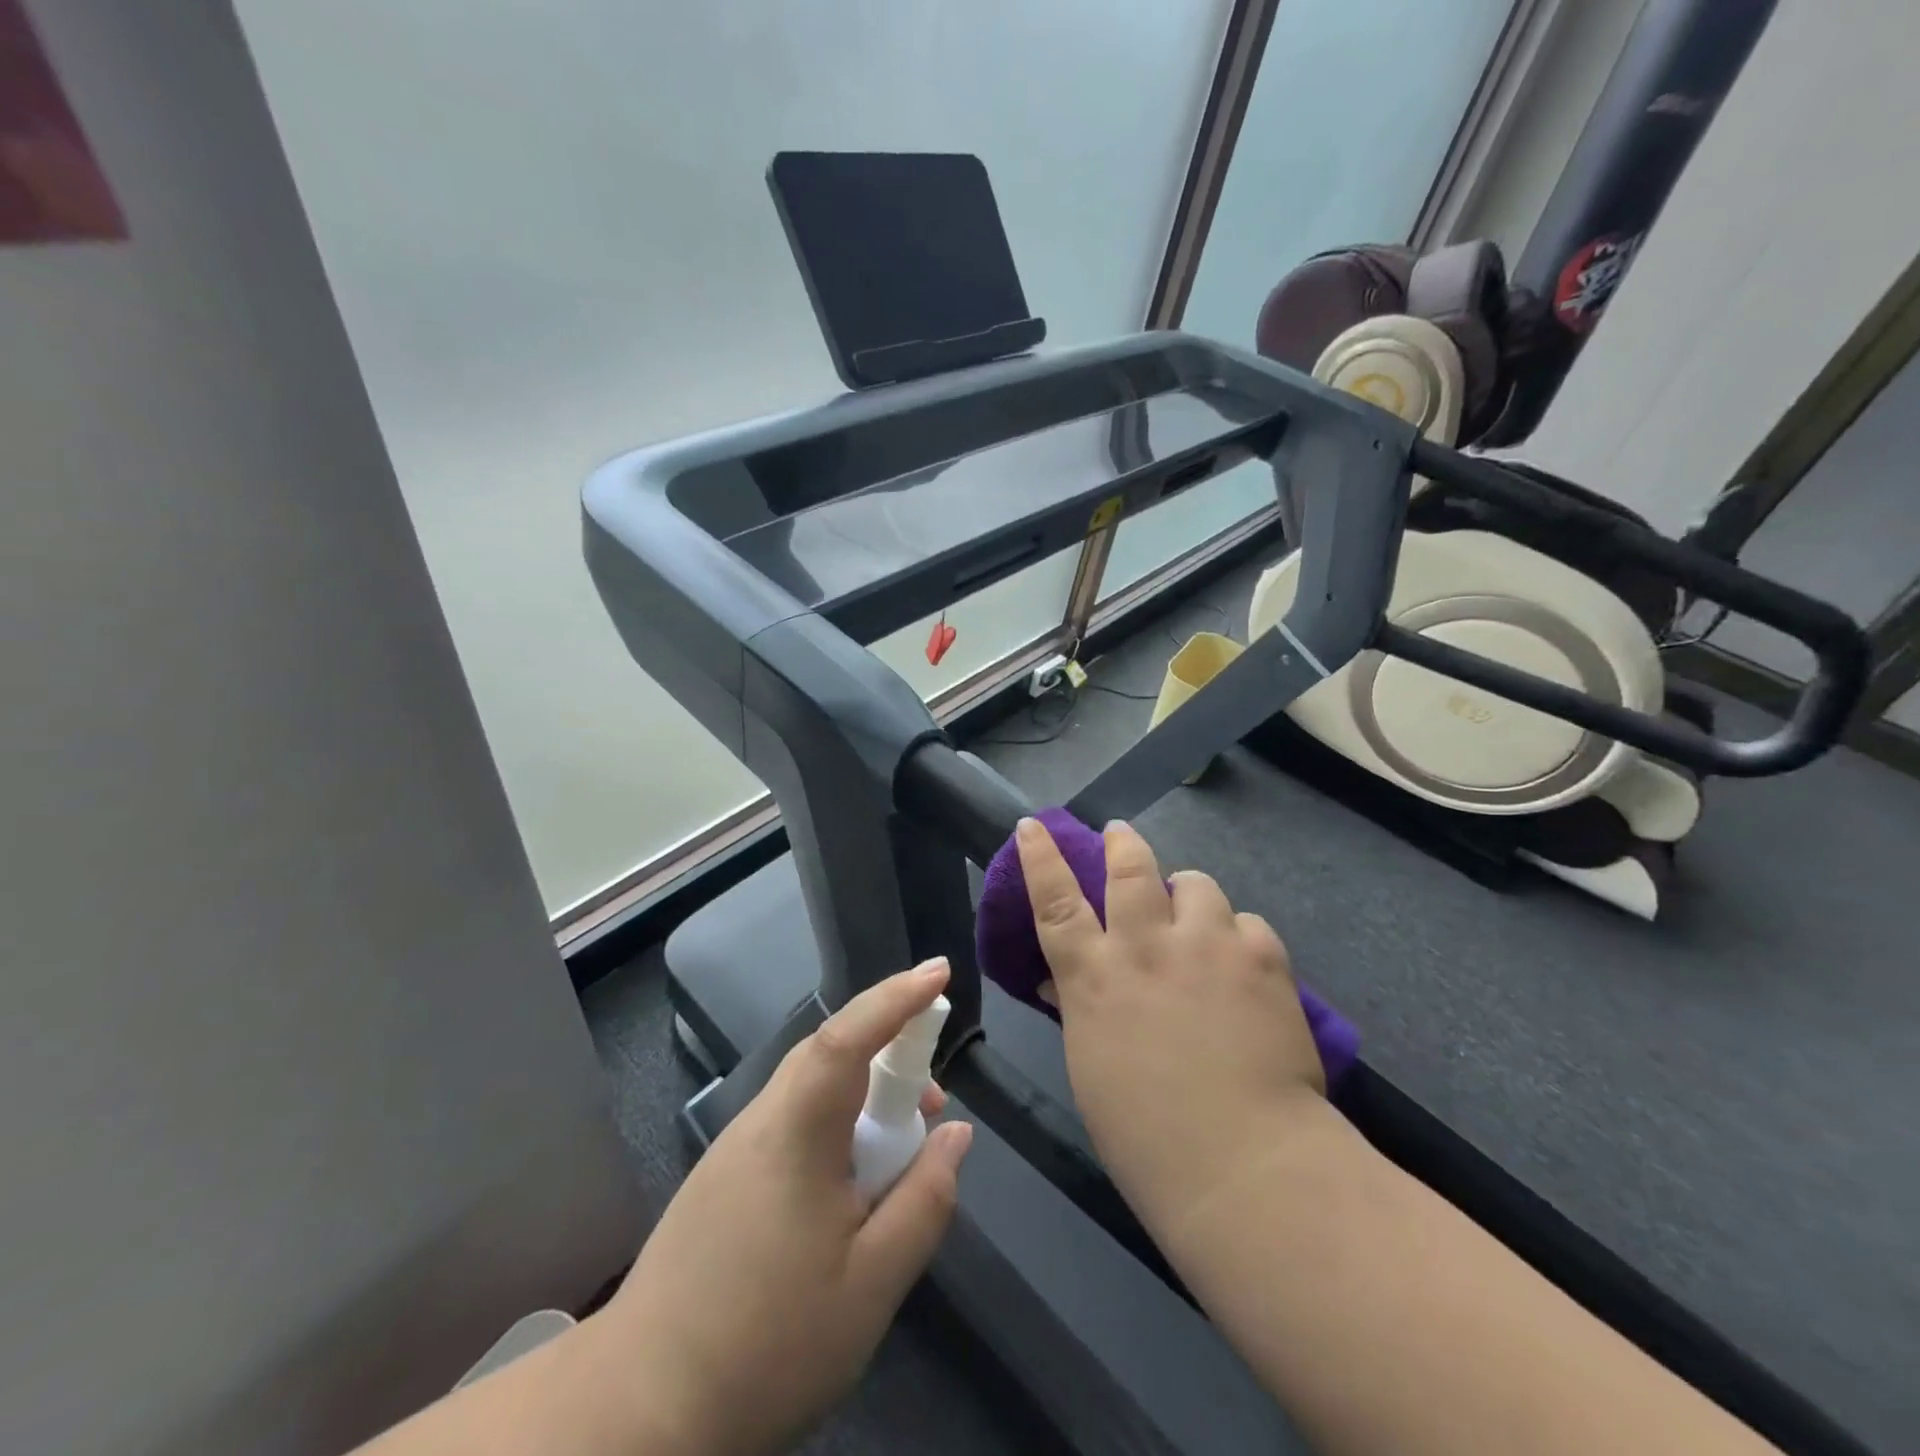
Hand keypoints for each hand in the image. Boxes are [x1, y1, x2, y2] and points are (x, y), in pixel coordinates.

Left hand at [598, 960, 972, 1455]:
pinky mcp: (723, 1175)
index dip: (896, 997)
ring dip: (861, 1092)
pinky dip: (835, 1123)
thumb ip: (924, 1200)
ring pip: (810, 1088)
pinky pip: (792, 1120)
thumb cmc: (767, 1343)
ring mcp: (735, 1147)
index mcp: (797, 1132)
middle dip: (887, 1046)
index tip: (940, 971)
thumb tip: (956, 1134)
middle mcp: (762, 1121)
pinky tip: (850, 1180)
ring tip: (901, 1143)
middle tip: (933, 1090)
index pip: (848, 1036)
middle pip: (828, 1053)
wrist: (638, 1408)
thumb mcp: (871, 1284)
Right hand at [1015, 817, 1324, 1235]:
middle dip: (1122, 843)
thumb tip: (1062, 984)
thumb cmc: (1146, 1133)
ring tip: (1195, 912)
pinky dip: (1237, 935)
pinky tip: (1242, 964)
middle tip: (1121, 834)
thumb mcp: (1092, 1066)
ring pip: (1195, 883)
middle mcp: (1146, 945)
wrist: (1245, 1164)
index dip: (1040, 856)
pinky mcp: (1261, 956)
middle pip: (1129, 869)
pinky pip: (1246, 922)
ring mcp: (1206, 944)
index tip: (1033, 824)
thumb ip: (1080, 1011)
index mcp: (1095, 976)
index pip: (1056, 899)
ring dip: (1188, 892)